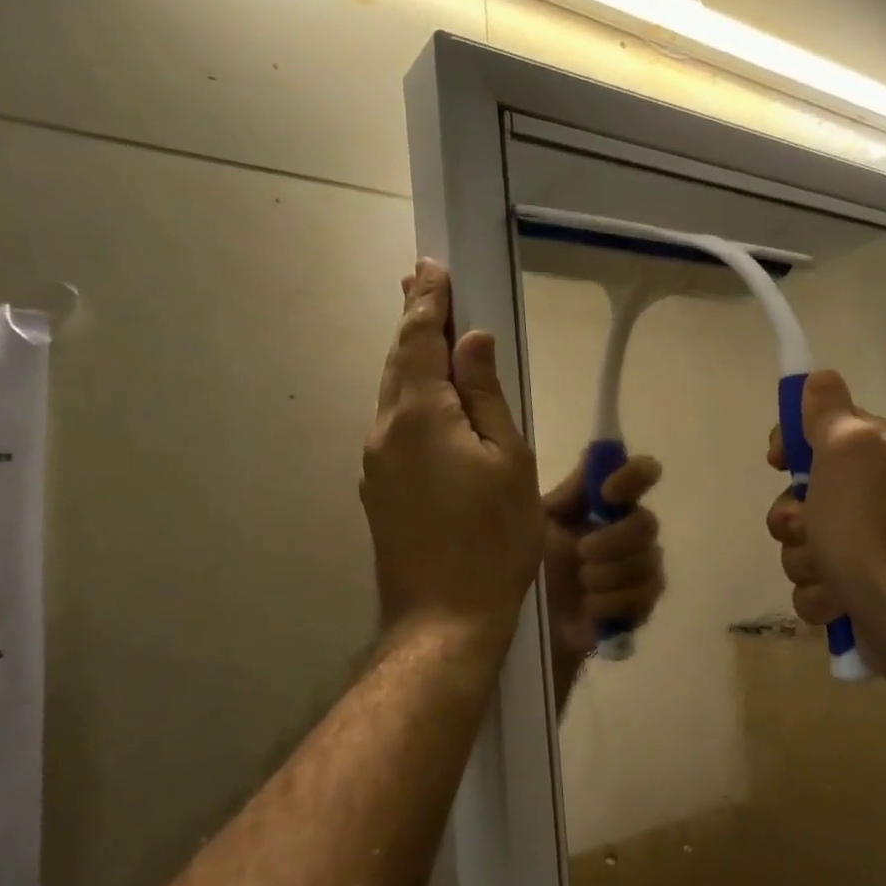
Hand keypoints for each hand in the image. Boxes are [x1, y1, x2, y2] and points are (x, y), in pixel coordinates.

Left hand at [361, 260, 544, 654]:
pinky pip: (394, 427)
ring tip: (425, 332)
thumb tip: (472, 341)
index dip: (429, 302)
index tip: (432, 268)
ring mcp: (376, 464)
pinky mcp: (379, 491)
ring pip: (394, 396)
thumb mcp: (509, 461)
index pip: (422, 341)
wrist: (445, 617)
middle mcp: (386, 431)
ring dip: (410, 360)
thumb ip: (487, 396)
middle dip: (412, 321)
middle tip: (420, 281)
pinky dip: (410, 399)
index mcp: (421, 415)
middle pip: (399, 363)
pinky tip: (427, 403)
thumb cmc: (494, 539)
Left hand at [541, 453, 665, 671]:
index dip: (634, 476)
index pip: (642, 474)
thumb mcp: (541, 522)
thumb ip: (572, 492)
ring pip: (648, 563)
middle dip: (614, 539)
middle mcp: (630, 534)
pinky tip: (588, 609)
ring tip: (581, 584)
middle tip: (581, 552)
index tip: (608, 492)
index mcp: (608, 507)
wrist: (520, 621)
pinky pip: (644, 597)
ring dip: (608, 574)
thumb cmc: (528, 564)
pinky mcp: (639, 608)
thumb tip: (596, 453)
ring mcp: (639, 572)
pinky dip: (612, 602)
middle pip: (648, 524)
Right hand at [765, 371, 885, 678]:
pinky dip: (819, 595)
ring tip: (832, 572)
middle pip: (797, 495)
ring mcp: (862, 545)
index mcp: (873, 453)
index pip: (815, 432)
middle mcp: (870, 494)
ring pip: (799, 544)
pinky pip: (810, 584)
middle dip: (793, 518)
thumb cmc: (871, 526)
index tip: (779, 461)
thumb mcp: (847, 450)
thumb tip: (820, 378)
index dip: (790, 446)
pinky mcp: (854, 589)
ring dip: (804, 560)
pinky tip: (839, 600)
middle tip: (811, 527)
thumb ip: (829, 412)